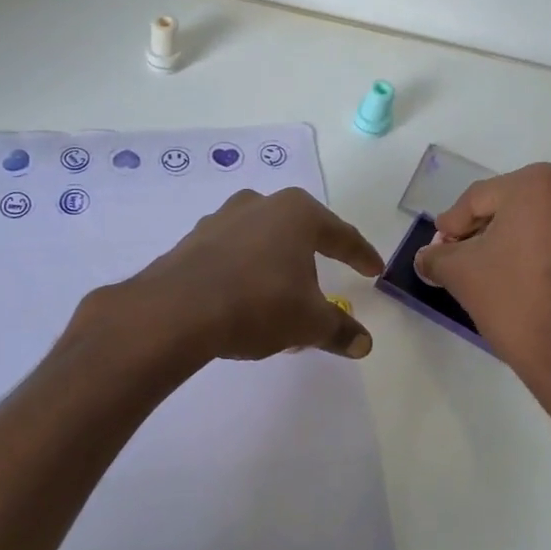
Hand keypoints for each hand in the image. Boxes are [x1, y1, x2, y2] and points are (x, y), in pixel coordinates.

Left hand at [121, 187, 384, 361]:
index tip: (374, 270)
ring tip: (281, 297)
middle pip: (298, 232)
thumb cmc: (258, 304)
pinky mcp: (191, 242)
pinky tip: (243, 301)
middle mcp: (258, 206)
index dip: (361, 255)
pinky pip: (231, 257)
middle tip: (326, 280)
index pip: (341, 235)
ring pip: (261, 242)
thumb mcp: (309, 322)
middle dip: (313, 257)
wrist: (176, 312)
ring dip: (275, 267)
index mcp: (296, 214)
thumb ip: (339, 330)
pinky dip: (244, 275)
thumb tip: (364, 344)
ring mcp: (220, 221)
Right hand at [413, 164, 550, 382]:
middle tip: (460, 259)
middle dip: (484, 231)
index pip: (478, 199)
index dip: (452, 225)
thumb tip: (426, 257)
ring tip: (492, 271)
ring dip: (514, 242)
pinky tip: (524, 281)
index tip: (438, 248)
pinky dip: (542, 255)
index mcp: (539, 183)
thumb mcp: (459, 273)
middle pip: (512, 206)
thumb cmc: (513, 298)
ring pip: (542, 224)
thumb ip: (436, 257)